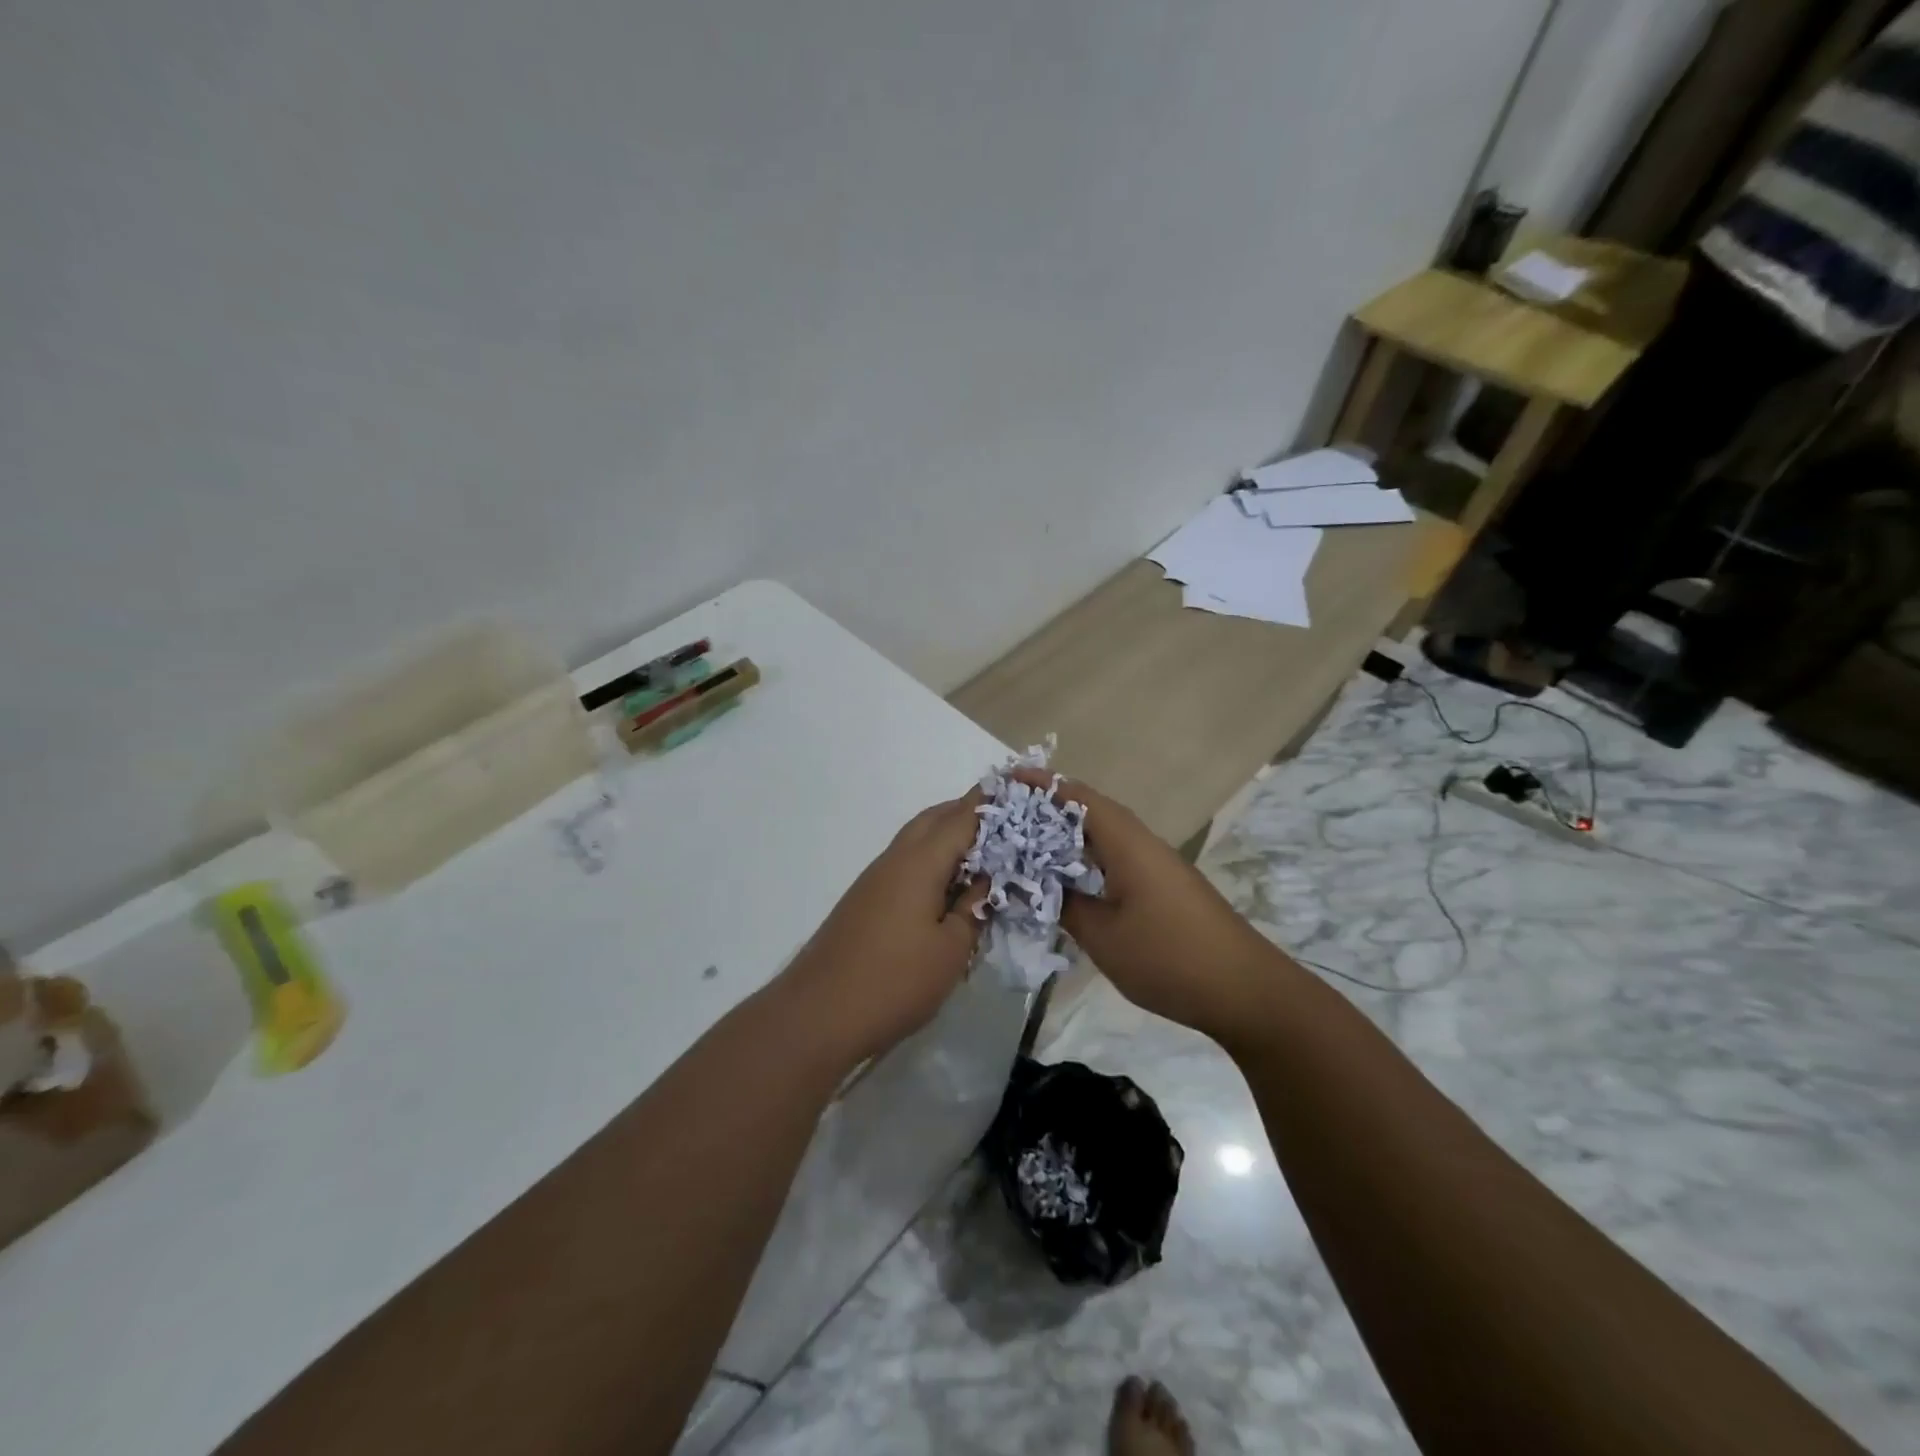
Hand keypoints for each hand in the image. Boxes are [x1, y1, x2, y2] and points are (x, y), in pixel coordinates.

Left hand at [778, 789, 988, 1067]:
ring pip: (917, 839)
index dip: (993, 802)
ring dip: (949, 836)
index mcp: (920, 862)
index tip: (1023, 791)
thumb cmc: (893, 982)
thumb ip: (973, 909)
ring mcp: (876, 878)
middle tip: (1008, 824)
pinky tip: (948, 885)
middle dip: (970, 813)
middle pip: (935, 819)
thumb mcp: (950, 951)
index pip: (963, 817)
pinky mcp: (866, 898)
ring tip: (985, 854)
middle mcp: (895, 858)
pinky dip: (932, 859)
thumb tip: (986, 883)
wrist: (817, 1014)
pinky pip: (907, 862)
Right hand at [1012, 769, 1286, 1044]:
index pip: (1078, 798)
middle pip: (1091, 812)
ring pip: (1104, 836)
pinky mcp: (1165, 887)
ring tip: (1027, 844)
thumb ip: (1066, 904)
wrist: (1245, 990)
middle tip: (1006, 816)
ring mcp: (1157, 865)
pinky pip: (1117, 858)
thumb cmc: (1169, 957)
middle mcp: (1143, 843)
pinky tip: (1069, 879)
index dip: (1042, 785)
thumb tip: (1038, 884)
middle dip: (1049, 808)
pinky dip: (1087, 859)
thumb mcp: (1103, 936)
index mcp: (1127, 843)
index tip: (1007, 778)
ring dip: (1068, 835)